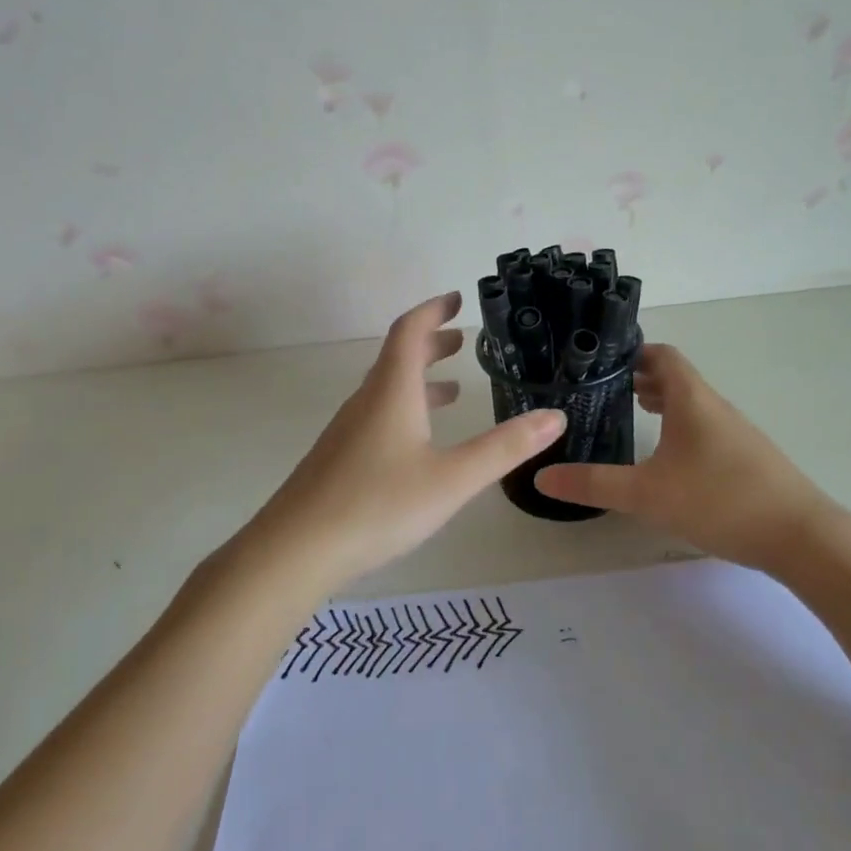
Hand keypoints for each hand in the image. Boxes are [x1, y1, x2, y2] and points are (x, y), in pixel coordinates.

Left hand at [250, 291, 564, 584]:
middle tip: (461, 339)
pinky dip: (405, 409)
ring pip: (386, 389)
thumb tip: (555, 417)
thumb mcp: (452, 479)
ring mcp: (348, 431)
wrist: (295, 551)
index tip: (456, 299)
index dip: (432, 310)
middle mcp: (366, 402)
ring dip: (419, 379)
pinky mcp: (339, 459)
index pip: (409, 332)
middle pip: (396, 357)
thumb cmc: (378, 505)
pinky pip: (377, 416)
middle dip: (430, 343)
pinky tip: (418, 442)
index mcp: (391, 392)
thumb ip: (504, 448)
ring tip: (452, 388)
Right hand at [535, 344, 834, 568]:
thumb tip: (542, 476)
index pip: (662, 354)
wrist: (801, 537)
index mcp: (692, 399)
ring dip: (661, 403)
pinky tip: (667, 459)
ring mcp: (734, 432)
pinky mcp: (745, 458)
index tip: (599, 359)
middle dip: (639, 378)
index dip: (632, 351)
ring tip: (629, 414)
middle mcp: (714, 406)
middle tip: (602, 389)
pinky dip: (679, 428)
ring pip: (691, 404)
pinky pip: (704, 428)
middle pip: (675, 378)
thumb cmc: (720, 500)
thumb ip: (593, 484)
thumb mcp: (647, 494)